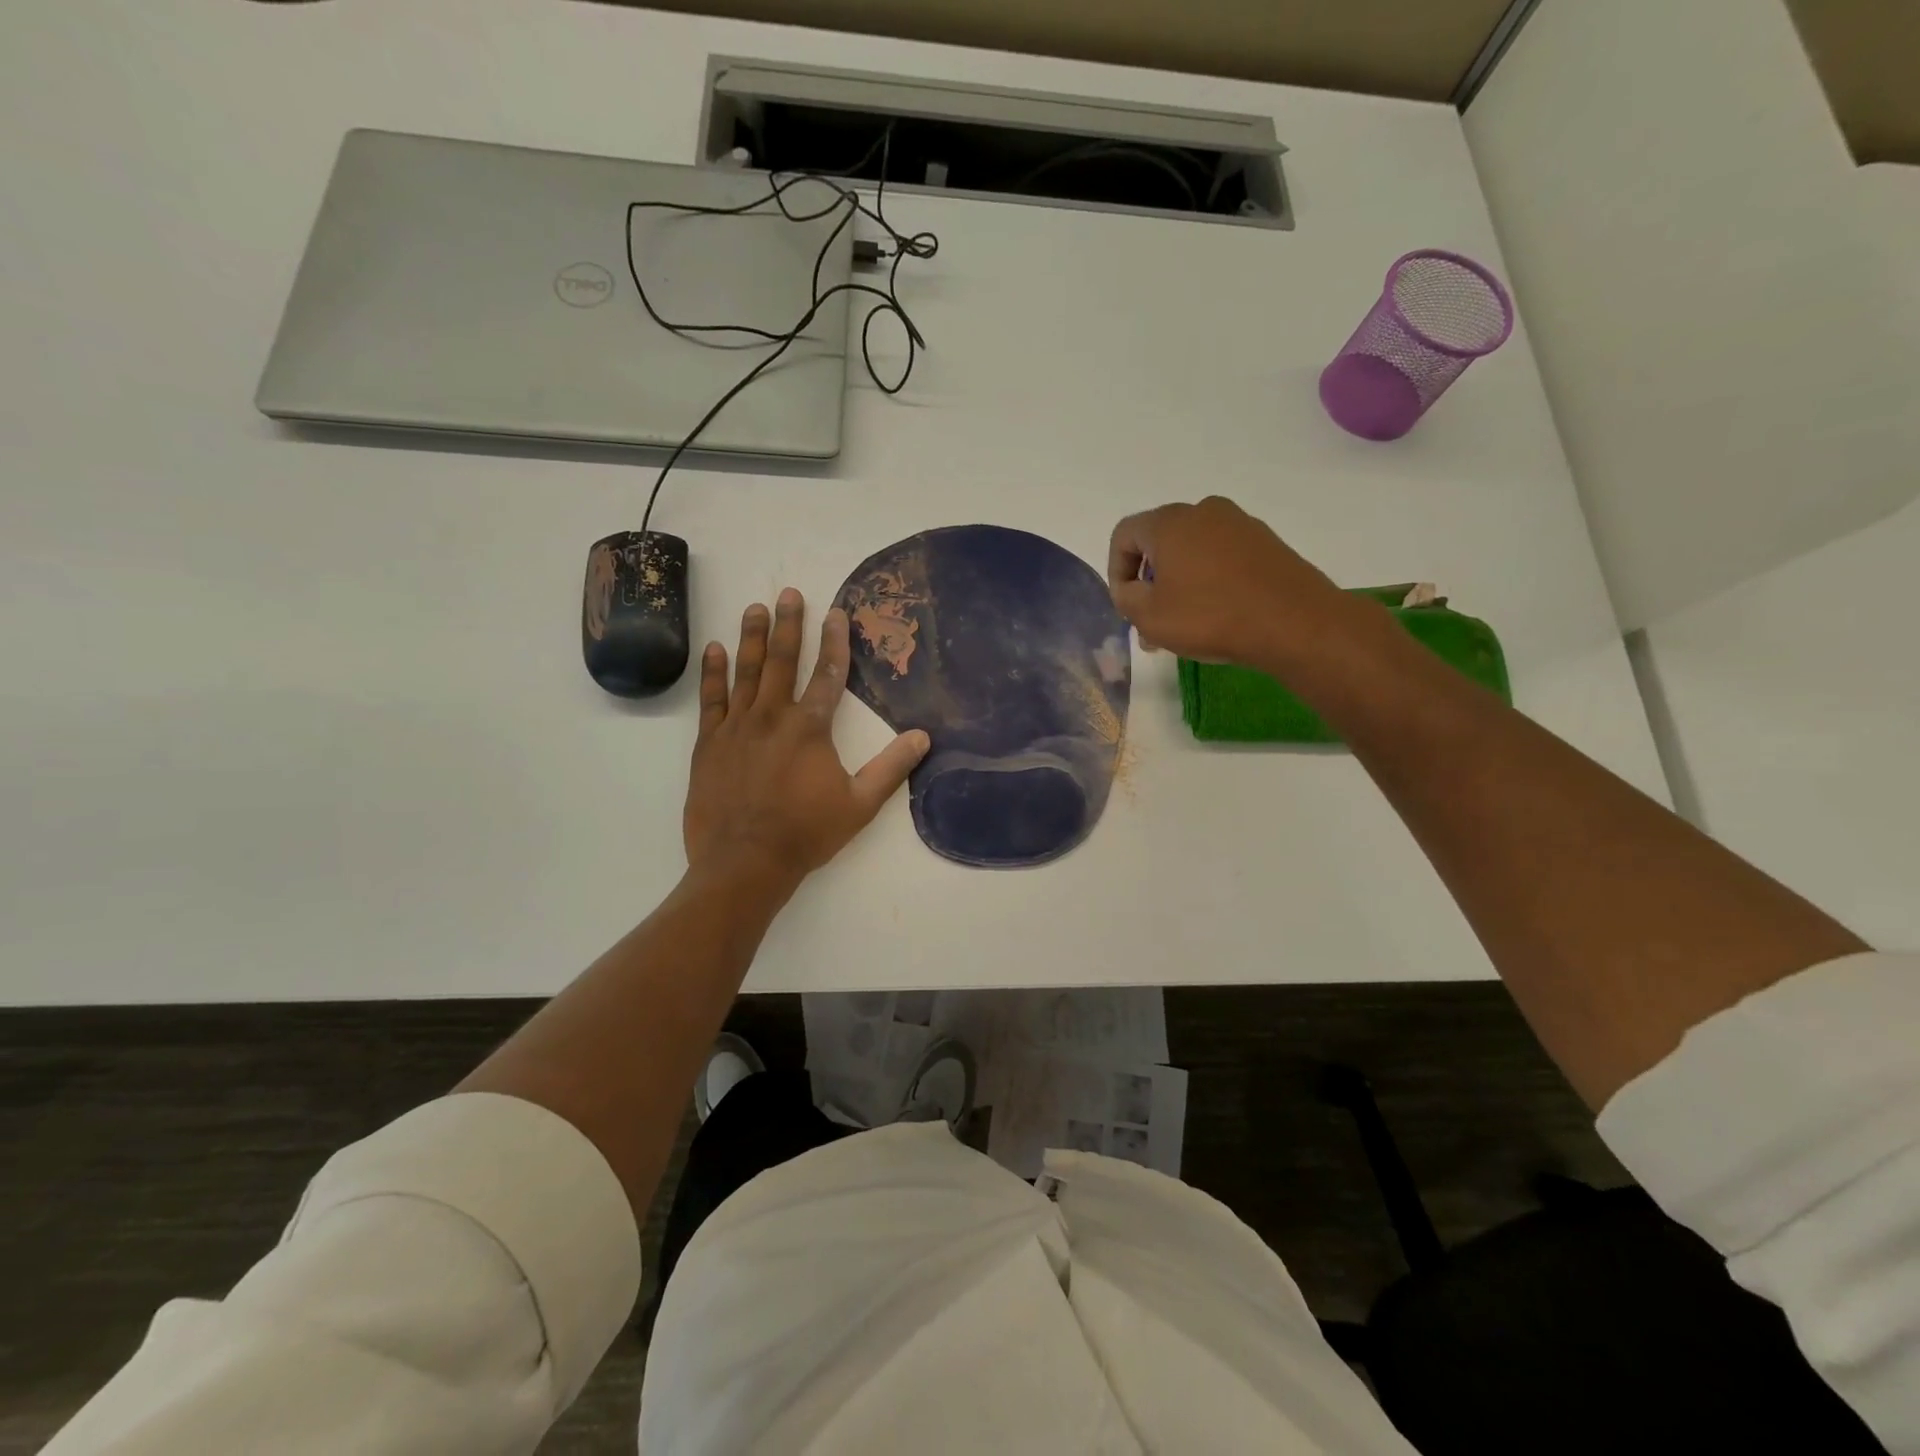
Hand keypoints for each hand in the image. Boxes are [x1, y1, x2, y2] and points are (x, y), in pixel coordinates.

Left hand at [684, 589, 929, 891]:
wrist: (745, 862)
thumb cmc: (806, 832)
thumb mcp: (860, 804)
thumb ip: (891, 768)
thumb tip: (923, 737)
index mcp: (810, 728)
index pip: (829, 674)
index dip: (835, 641)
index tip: (836, 612)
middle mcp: (773, 716)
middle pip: (782, 660)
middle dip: (788, 624)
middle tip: (789, 593)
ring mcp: (737, 727)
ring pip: (745, 671)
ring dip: (752, 637)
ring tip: (755, 607)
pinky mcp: (709, 743)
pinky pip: (711, 699)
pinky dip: (713, 673)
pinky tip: (715, 649)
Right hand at [1107, 496, 1361, 673]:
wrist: (1294, 622)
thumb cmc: (1210, 616)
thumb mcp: (1150, 617)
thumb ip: (1126, 598)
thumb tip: (1129, 589)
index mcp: (1169, 522)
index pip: (1124, 535)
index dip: (1116, 571)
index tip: (1126, 605)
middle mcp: (1203, 511)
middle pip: (1159, 542)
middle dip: (1148, 582)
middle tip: (1150, 622)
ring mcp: (1239, 524)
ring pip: (1191, 552)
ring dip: (1178, 585)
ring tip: (1182, 626)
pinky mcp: (1265, 542)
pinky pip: (1221, 557)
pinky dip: (1208, 581)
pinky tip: (1215, 615)